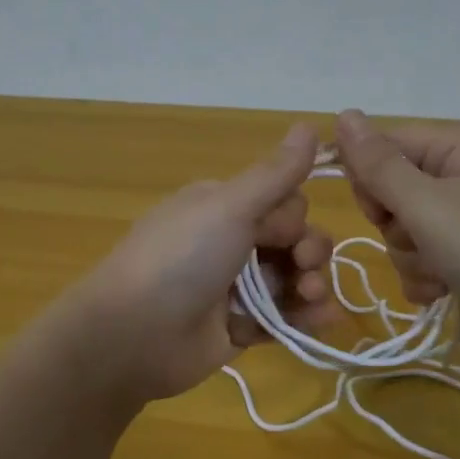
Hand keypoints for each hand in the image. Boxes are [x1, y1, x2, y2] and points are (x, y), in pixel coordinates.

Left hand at [66, 123, 339, 401]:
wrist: (134, 334)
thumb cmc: (181, 259)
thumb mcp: (229, 206)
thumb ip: (274, 174)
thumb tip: (310, 124)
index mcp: (222, 207)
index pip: (282, 203)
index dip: (294, 217)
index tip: (285, 232)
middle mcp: (228, 243)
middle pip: (292, 240)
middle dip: (310, 251)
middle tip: (304, 267)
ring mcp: (233, 289)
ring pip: (291, 280)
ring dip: (312, 284)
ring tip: (312, 297)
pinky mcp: (238, 328)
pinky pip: (282, 318)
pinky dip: (305, 318)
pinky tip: (325, 318)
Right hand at [331, 109, 459, 358]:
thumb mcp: (425, 203)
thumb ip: (378, 164)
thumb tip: (342, 114)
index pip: (387, 146)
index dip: (368, 178)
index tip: (376, 210)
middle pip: (393, 193)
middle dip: (395, 227)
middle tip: (420, 240)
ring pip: (406, 233)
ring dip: (412, 259)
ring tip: (441, 274)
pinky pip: (425, 260)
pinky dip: (427, 279)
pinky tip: (443, 293)